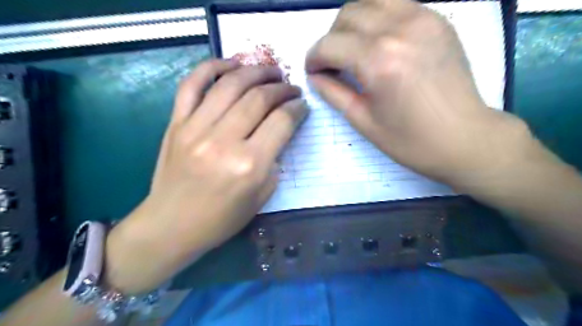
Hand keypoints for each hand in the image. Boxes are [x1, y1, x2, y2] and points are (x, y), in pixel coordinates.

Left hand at [103, 60, 305, 293]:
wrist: (172, 225)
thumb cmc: (222, 219)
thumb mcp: (262, 196)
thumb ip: (274, 160)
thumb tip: (279, 130)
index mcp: (249, 165)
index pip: (281, 121)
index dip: (297, 108)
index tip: (302, 104)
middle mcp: (223, 141)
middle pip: (259, 98)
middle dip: (282, 88)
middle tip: (291, 87)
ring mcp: (195, 128)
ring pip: (230, 84)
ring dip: (256, 71)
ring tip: (270, 70)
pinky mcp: (176, 124)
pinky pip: (192, 85)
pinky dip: (212, 67)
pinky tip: (231, 63)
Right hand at [306, 0, 533, 186]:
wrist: (464, 137)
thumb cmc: (409, 139)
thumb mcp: (362, 120)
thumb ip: (333, 93)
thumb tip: (314, 76)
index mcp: (377, 60)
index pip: (329, 44)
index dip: (314, 57)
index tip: (313, 71)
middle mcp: (398, 28)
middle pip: (347, 14)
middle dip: (331, 39)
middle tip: (334, 63)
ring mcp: (422, 17)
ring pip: (371, 1)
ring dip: (353, 23)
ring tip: (355, 49)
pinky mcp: (437, 19)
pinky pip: (396, 4)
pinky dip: (378, 18)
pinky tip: (380, 42)